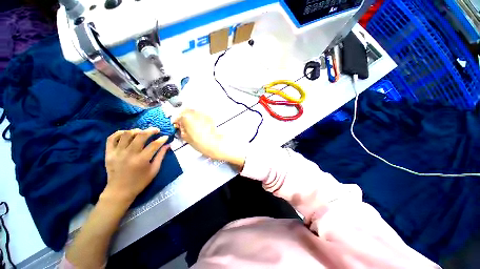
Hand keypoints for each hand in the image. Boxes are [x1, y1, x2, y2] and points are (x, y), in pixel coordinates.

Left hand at [103, 128, 169, 202]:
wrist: (119, 191)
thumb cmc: (140, 182)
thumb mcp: (154, 170)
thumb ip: (161, 156)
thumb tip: (168, 145)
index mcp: (142, 160)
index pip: (154, 144)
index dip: (162, 139)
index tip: (166, 136)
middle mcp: (129, 154)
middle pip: (140, 135)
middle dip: (150, 130)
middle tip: (156, 130)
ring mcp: (117, 153)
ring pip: (126, 134)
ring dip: (136, 130)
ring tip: (142, 132)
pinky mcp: (108, 153)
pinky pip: (111, 138)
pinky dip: (119, 133)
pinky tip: (126, 133)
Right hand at [174, 109, 246, 166]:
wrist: (214, 143)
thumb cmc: (201, 142)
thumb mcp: (185, 137)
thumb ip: (181, 129)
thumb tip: (181, 127)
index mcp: (187, 117)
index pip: (178, 116)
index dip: (176, 121)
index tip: (177, 124)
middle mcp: (195, 113)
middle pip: (186, 110)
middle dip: (184, 116)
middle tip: (184, 123)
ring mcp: (203, 114)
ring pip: (194, 112)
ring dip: (191, 116)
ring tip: (192, 124)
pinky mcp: (209, 117)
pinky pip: (201, 115)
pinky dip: (198, 118)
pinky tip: (199, 125)